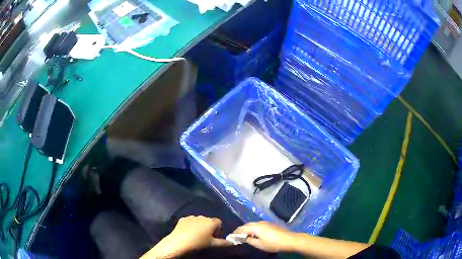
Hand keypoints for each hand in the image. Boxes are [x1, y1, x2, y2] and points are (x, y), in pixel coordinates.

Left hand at [141, 216, 229, 258]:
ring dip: (199, 226)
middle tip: (205, 238)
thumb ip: (225, 243)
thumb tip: (233, 242)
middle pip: (209, 221)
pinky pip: (189, 221)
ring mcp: (191, 217)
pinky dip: (190, 226)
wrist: (179, 242)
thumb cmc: (199, 243)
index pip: (219, 222)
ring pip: (199, 221)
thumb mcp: (214, 245)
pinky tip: (187, 233)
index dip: (217, 230)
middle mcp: (202, 216)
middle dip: (208, 228)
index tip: (213, 237)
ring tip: (196, 236)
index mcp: (211, 222)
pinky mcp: (182, 219)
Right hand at [233, 221, 294, 252]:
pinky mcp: (270, 224)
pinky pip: (258, 225)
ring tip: (244, 236)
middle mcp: (259, 222)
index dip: (235, 232)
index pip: (242, 228)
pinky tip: (254, 234)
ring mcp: (265, 222)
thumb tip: (244, 238)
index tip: (231, 237)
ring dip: (247, 229)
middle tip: (237, 236)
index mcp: (255, 227)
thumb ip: (249, 240)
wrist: (289, 240)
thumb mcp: (259, 244)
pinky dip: (253, 228)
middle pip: (247, 225)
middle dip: (241, 230)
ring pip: (253, 224)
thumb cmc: (273, 244)